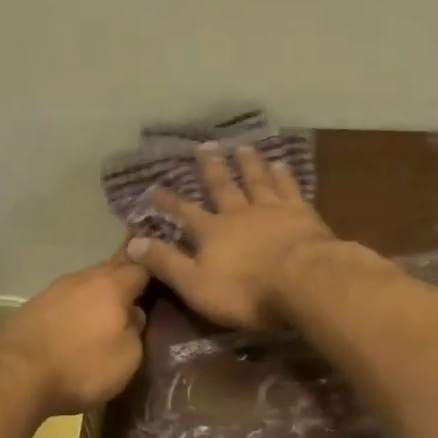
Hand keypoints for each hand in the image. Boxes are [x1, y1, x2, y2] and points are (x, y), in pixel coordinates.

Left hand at [0, 253, 150, 413]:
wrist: (13, 374)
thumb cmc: (80, 365)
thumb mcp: (127, 357)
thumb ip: (137, 330)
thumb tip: (135, 314)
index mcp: (112, 284)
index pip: (142, 265)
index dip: (157, 269)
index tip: (168, 277)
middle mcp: (83, 278)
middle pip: (113, 269)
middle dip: (128, 279)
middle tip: (144, 293)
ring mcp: (55, 290)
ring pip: (88, 284)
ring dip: (100, 295)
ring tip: (111, 313)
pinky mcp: (34, 306)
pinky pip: (67, 300)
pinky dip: (78, 308)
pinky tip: (80, 325)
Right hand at [125, 144, 338, 329]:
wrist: (304, 281)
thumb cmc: (246, 291)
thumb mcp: (195, 284)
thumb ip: (166, 263)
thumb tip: (133, 242)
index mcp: (212, 232)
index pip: (185, 214)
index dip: (169, 203)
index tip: (155, 189)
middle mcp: (239, 213)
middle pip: (223, 186)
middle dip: (211, 168)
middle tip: (204, 146)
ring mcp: (272, 209)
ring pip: (256, 180)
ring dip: (248, 164)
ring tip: (242, 147)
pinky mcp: (302, 213)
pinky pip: (289, 187)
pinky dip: (283, 174)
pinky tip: (281, 163)